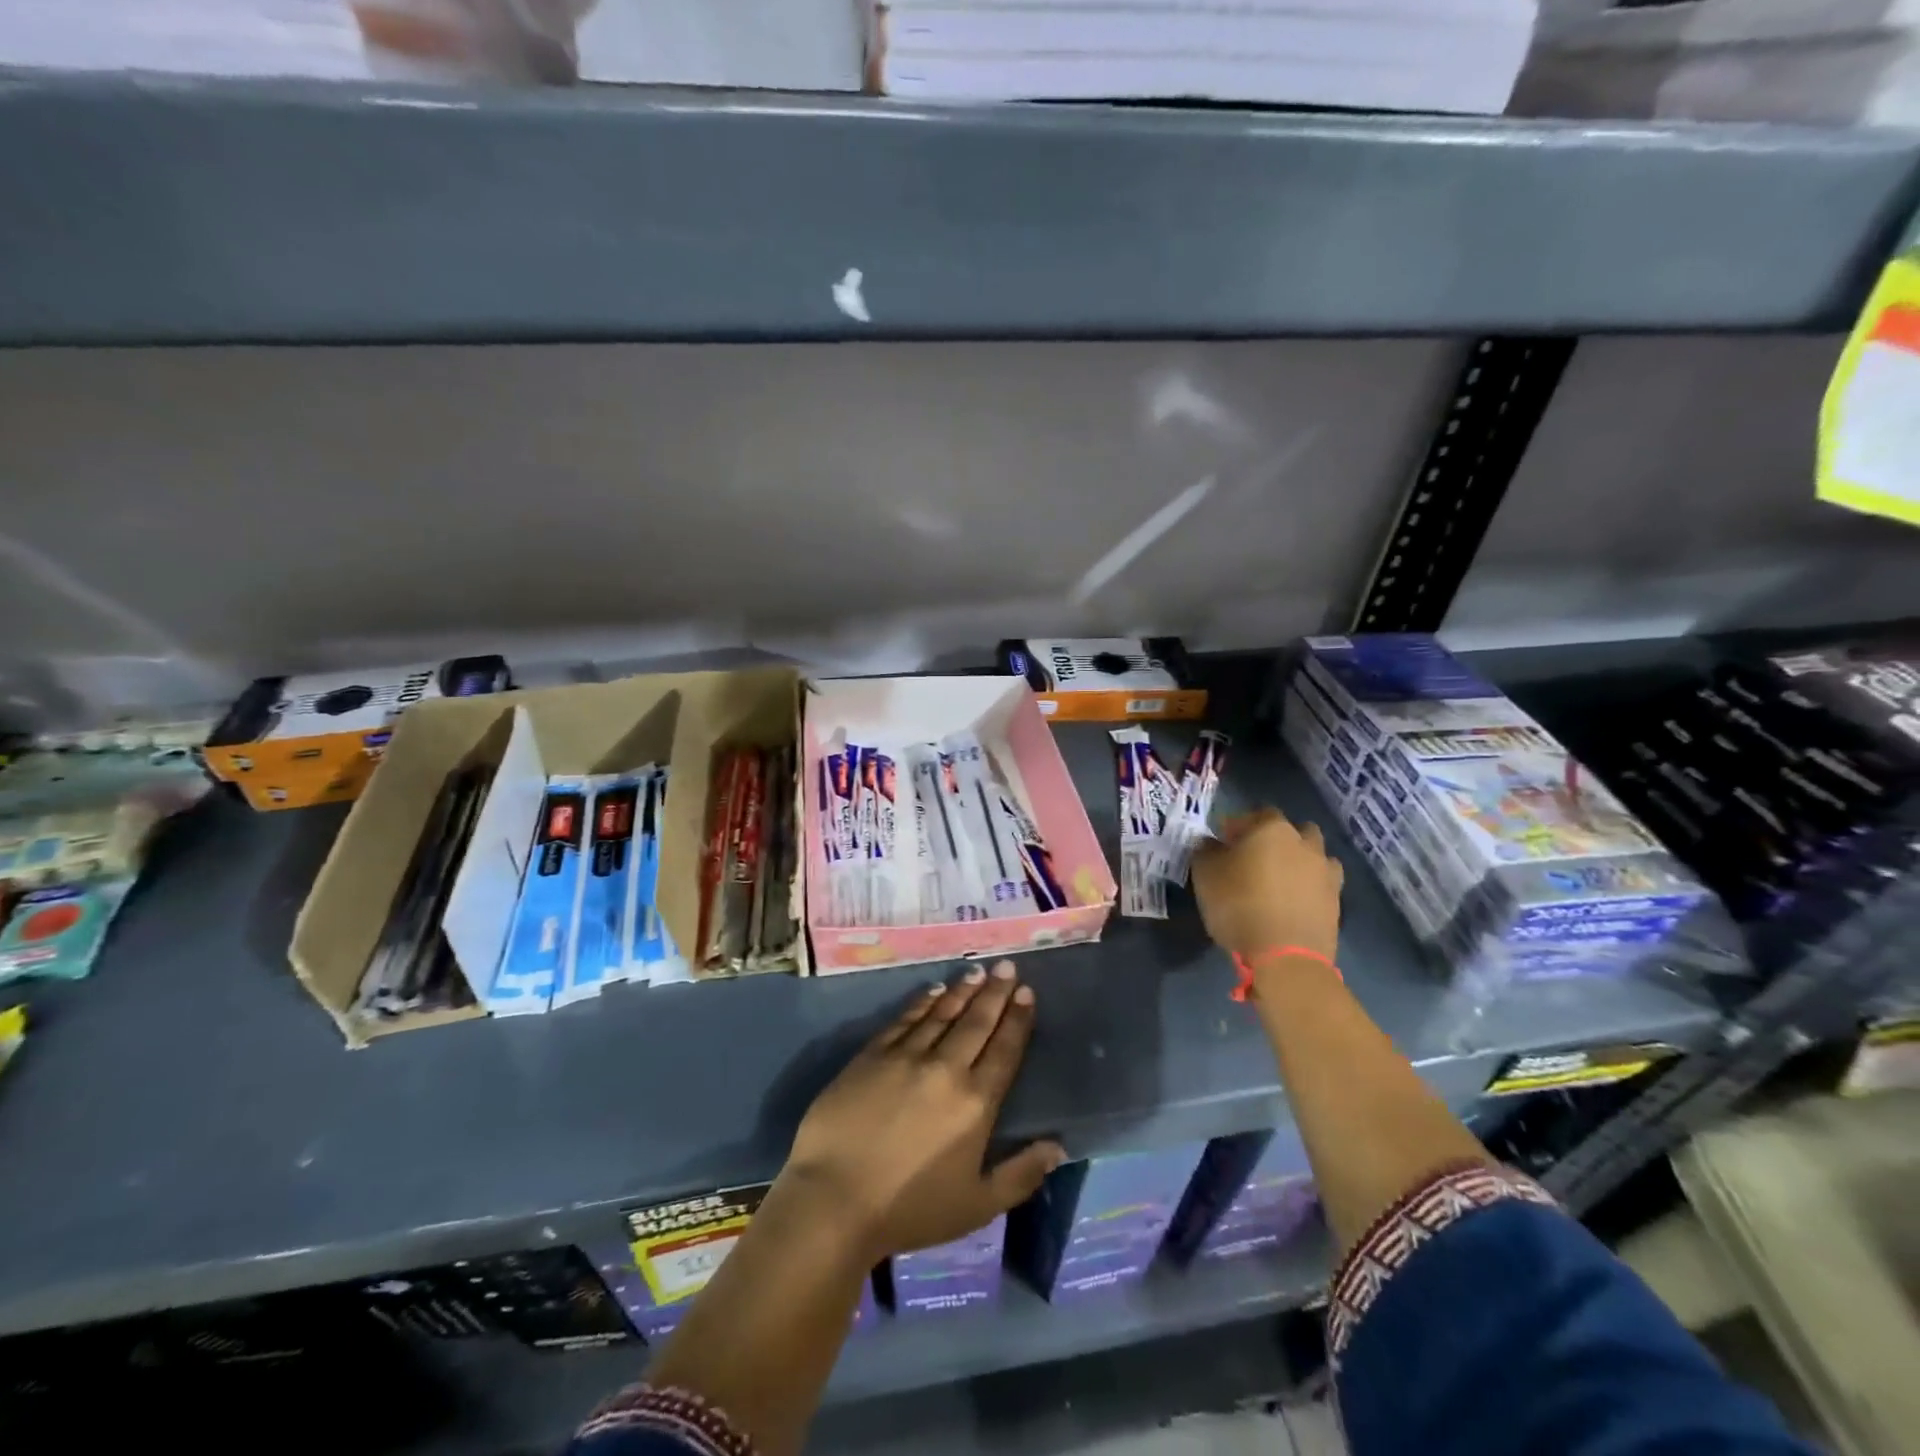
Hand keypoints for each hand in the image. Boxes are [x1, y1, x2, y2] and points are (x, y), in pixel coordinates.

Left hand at [780, 963, 1064, 1262]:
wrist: (834, 1199)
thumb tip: (1057, 1147)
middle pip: (976, 1022)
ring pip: (942, 1013)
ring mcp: (906, 1056)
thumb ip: (1020, 1175)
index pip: (1004, 1050)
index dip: (1017, 1020)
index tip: (1027, 993)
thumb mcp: (977, 1206)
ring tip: (978, 971)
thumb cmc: (909, 1209)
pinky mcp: (872, 1054)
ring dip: (963, 991)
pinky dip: (923, 1002)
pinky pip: (905, 1019)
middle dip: (995, 992)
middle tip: (1007, 966)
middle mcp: (946, 1068)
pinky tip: (934, 990)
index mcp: (975, 1102)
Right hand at [1191, 807, 1343, 961]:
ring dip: (1298, 860)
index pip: (1254, 814)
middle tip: (1253, 859)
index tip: (1222, 843)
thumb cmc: (1239, 906)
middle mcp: (1304, 842)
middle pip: (1290, 830)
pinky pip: (1321, 883)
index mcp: (1272, 828)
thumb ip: (1205, 850)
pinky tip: (1293, 901)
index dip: (1236, 826)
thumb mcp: (1205, 875)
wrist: (1286, 957)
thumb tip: (1210, 843)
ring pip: (1312, 855)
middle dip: (1274, 839)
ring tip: (1278, 881)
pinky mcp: (1336, 900)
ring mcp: (1325, 871)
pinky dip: (1309, 886)